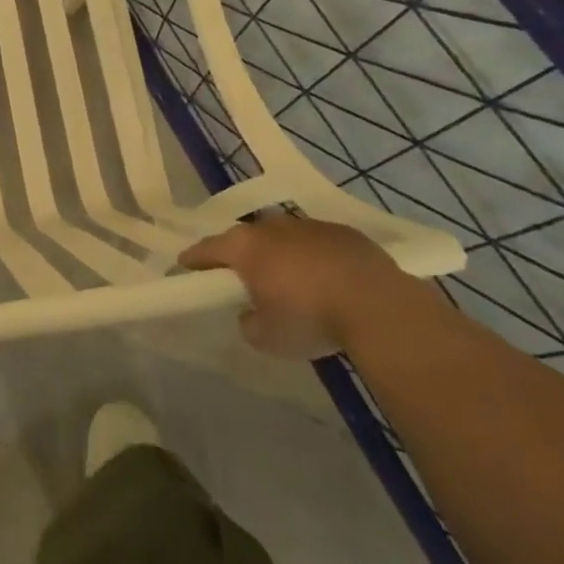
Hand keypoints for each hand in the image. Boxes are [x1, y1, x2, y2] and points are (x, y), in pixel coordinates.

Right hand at [179, 216, 408, 359]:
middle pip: (247, 238)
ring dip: (281, 255)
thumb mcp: (267, 338)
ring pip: (284, 238)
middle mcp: (272, 227)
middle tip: (243, 278)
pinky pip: (318, 244)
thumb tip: (251, 314)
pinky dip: (315, 258)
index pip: (207, 249)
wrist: (378, 306)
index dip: (194, 259)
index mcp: (244, 247)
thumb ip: (249, 323)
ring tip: (290, 281)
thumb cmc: (309, 318)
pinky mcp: (345, 233)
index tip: (185, 266)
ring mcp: (310, 226)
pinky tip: (327, 281)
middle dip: (242, 255)